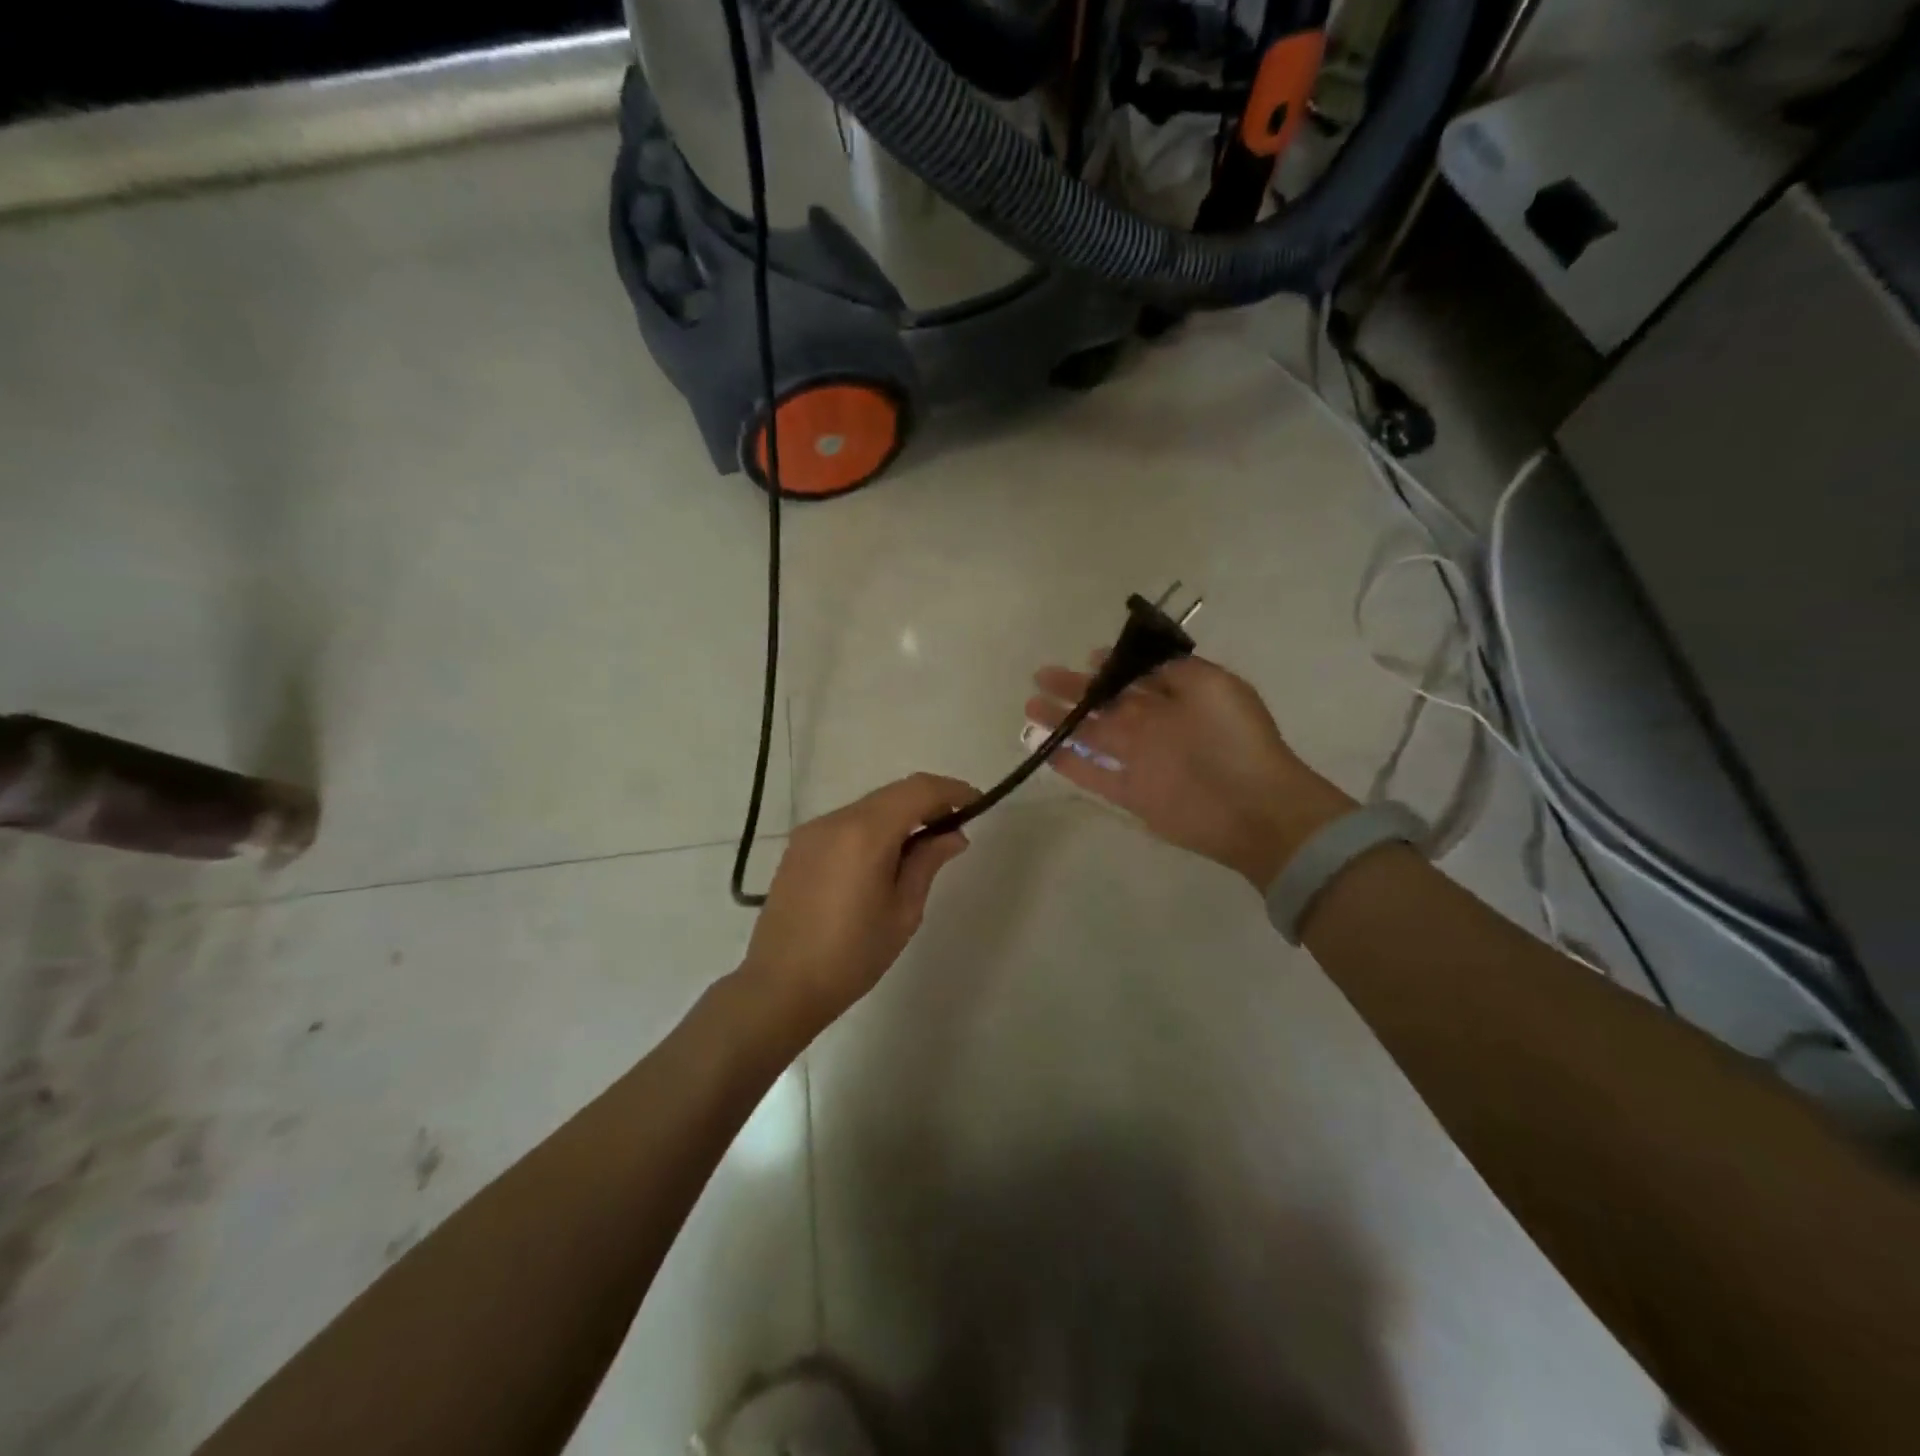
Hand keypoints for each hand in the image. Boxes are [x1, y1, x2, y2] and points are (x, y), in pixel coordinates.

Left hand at [741, 773, 977, 1031]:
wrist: (780, 986)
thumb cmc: (851, 955)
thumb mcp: (903, 911)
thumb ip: (927, 862)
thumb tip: (952, 834)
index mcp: (865, 833)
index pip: (918, 790)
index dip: (951, 790)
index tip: (977, 803)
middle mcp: (835, 820)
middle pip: (892, 793)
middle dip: (928, 801)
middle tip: (955, 826)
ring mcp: (812, 831)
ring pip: (869, 807)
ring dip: (900, 815)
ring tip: (923, 846)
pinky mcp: (799, 847)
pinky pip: (847, 824)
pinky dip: (874, 828)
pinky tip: (885, 857)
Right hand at [1025, 654, 1353, 887]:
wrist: (1254, 807)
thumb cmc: (1235, 739)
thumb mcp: (1214, 686)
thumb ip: (1176, 671)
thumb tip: (1139, 663)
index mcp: (1176, 698)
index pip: (1136, 678)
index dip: (1111, 667)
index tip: (1087, 658)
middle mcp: (1155, 726)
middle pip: (1107, 704)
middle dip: (1076, 690)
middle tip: (1041, 677)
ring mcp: (1140, 760)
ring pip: (1092, 736)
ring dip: (1063, 723)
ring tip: (1030, 708)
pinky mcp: (1130, 793)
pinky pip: (1093, 775)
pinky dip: (1070, 764)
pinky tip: (1044, 751)